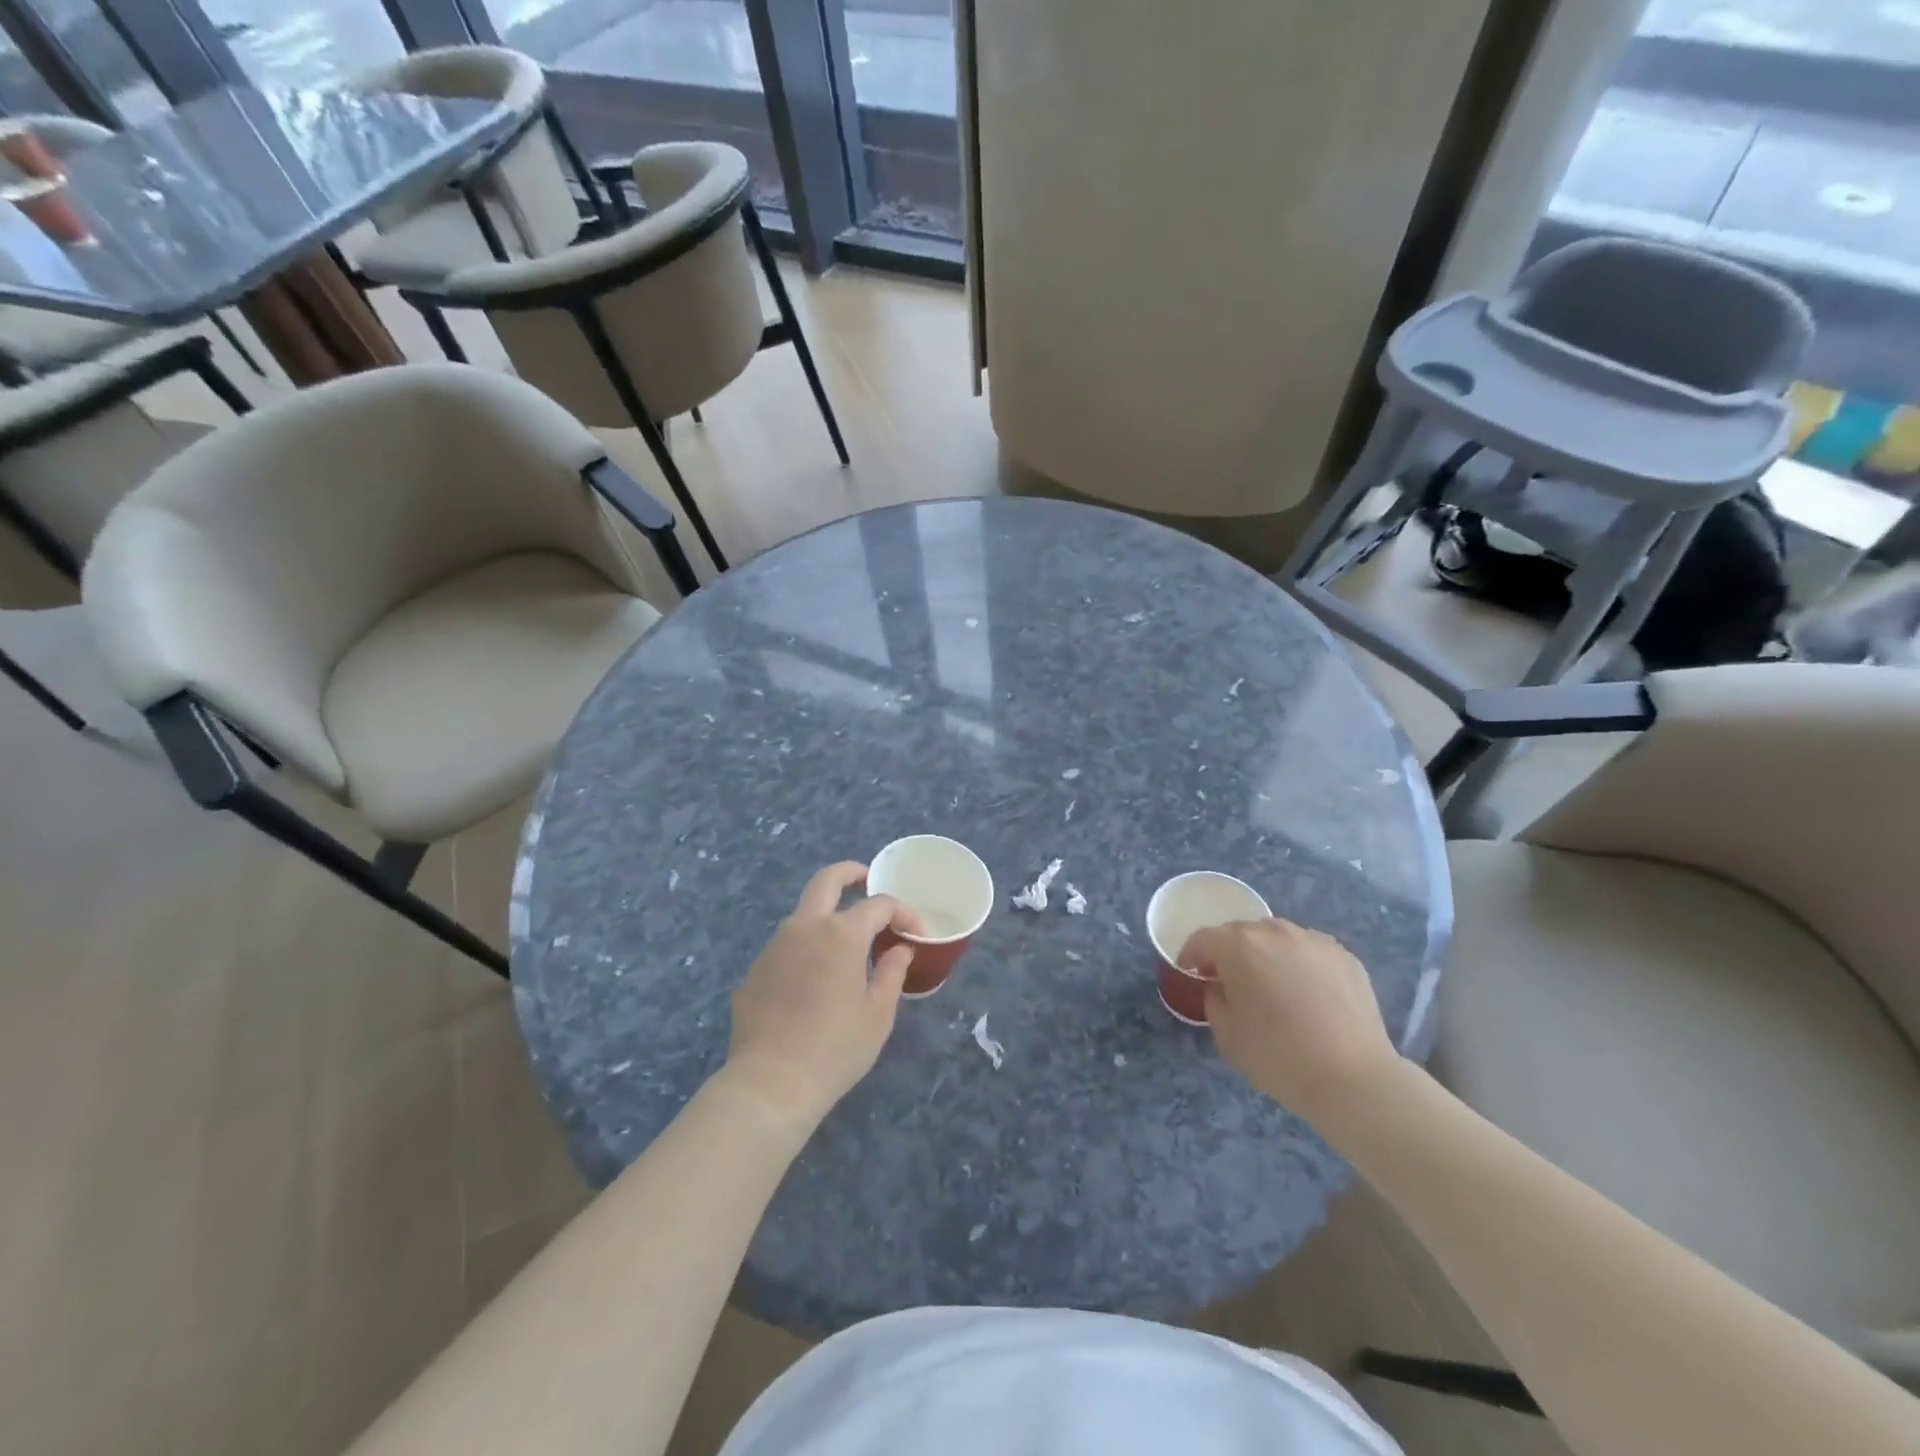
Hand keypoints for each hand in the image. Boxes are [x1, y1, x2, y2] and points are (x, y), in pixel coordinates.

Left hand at [722, 862, 921, 1124]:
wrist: (770, 1085)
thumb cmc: (835, 1049)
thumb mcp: (877, 1014)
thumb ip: (891, 973)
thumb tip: (899, 949)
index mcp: (840, 934)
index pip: (879, 905)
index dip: (903, 913)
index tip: (915, 934)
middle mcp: (804, 928)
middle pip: (827, 880)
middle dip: (851, 873)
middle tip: (867, 881)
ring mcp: (773, 947)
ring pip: (803, 913)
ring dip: (826, 915)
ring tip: (846, 946)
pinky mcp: (754, 971)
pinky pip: (785, 947)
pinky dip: (805, 949)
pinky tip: (813, 982)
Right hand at [1182, 917, 1401, 1127]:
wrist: (1353, 1079)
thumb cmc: (1278, 1056)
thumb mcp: (1226, 1035)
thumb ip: (1214, 1000)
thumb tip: (1220, 988)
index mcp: (1238, 945)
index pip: (1203, 939)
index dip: (1191, 957)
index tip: (1191, 976)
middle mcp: (1275, 931)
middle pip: (1241, 933)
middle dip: (1230, 953)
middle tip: (1231, 983)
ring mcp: (1314, 940)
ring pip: (1277, 938)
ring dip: (1267, 955)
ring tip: (1273, 987)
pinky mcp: (1345, 956)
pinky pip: (1309, 952)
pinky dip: (1300, 965)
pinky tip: (1308, 996)